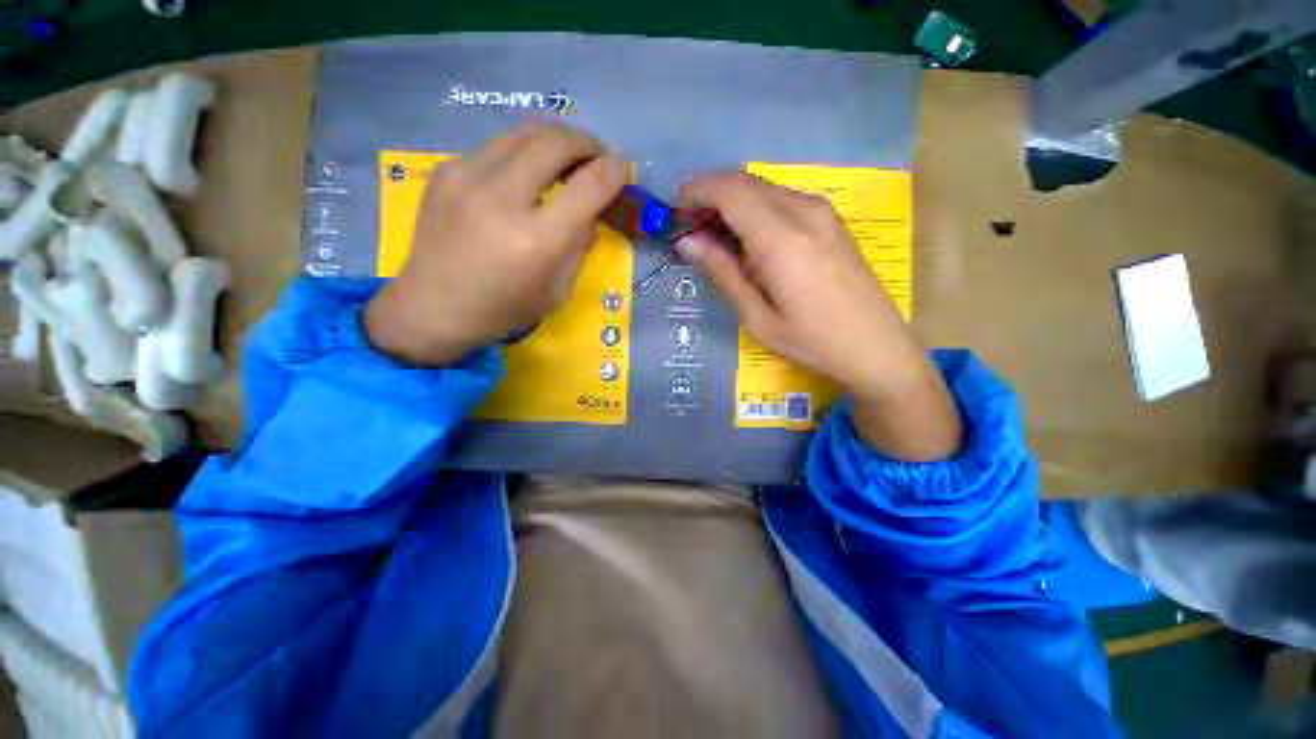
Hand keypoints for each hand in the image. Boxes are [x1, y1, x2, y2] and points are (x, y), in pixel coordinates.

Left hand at [365, 123, 625, 365]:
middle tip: (596, 158)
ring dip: (555, 141)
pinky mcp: (447, 170)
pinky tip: (524, 176)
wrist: (433, 306)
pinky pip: (498, 147)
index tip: (620, 169)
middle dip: (586, 143)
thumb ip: (580, 245)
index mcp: (537, 241)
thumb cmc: (505, 308)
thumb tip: (591, 209)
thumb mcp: (559, 289)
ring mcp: (467, 177)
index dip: (613, 171)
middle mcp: (502, 199)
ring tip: (565, 160)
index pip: (589, 186)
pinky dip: (523, 154)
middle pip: (555, 141)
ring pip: (525, 132)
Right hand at [677, 173, 961, 460]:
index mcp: (781, 239)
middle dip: (710, 195)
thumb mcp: (758, 318)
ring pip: (764, 189)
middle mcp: (803, 212)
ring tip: (715, 237)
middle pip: (745, 183)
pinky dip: (756, 209)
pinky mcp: (832, 221)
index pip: (729, 191)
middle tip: (690, 228)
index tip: (676, 212)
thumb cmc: (812, 342)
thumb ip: (723, 273)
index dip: (696, 192)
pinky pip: (783, 200)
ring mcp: (823, 212)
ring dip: (733, 202)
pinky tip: (749, 239)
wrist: (878, 348)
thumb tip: (688, 242)